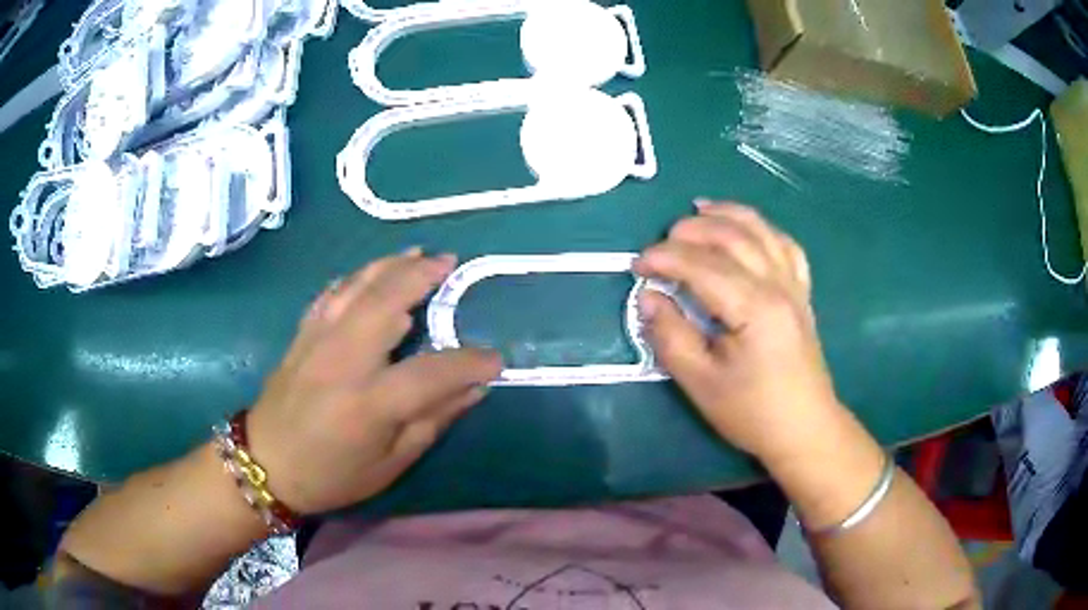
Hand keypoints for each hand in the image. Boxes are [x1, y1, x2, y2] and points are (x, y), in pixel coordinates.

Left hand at [246, 249, 502, 513]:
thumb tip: (473, 389)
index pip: (433, 372)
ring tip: (419, 253)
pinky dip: (355, 278)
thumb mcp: (390, 464)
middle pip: (388, 302)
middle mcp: (343, 360)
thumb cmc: (331, 475)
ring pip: (358, 287)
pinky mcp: (302, 334)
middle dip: (423, 276)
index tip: (495, 359)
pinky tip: (371, 273)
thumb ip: (432, 422)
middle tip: (450, 264)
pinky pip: (331, 293)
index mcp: (370, 403)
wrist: (265, 464)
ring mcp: (318, 340)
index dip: (470, 362)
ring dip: (391, 265)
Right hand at [634, 201, 841, 462]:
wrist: (804, 428)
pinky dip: (764, 229)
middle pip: (732, 237)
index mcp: (754, 307)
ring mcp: (794, 286)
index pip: (702, 265)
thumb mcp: (701, 383)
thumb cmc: (752, 412)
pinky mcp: (801, 293)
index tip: (636, 265)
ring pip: (762, 231)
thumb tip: (649, 297)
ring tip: (698, 209)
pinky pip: (786, 246)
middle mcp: (778, 285)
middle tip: (661, 243)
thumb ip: (670, 335)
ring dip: (728, 215)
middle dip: (692, 231)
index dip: (664, 258)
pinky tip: (748, 229)